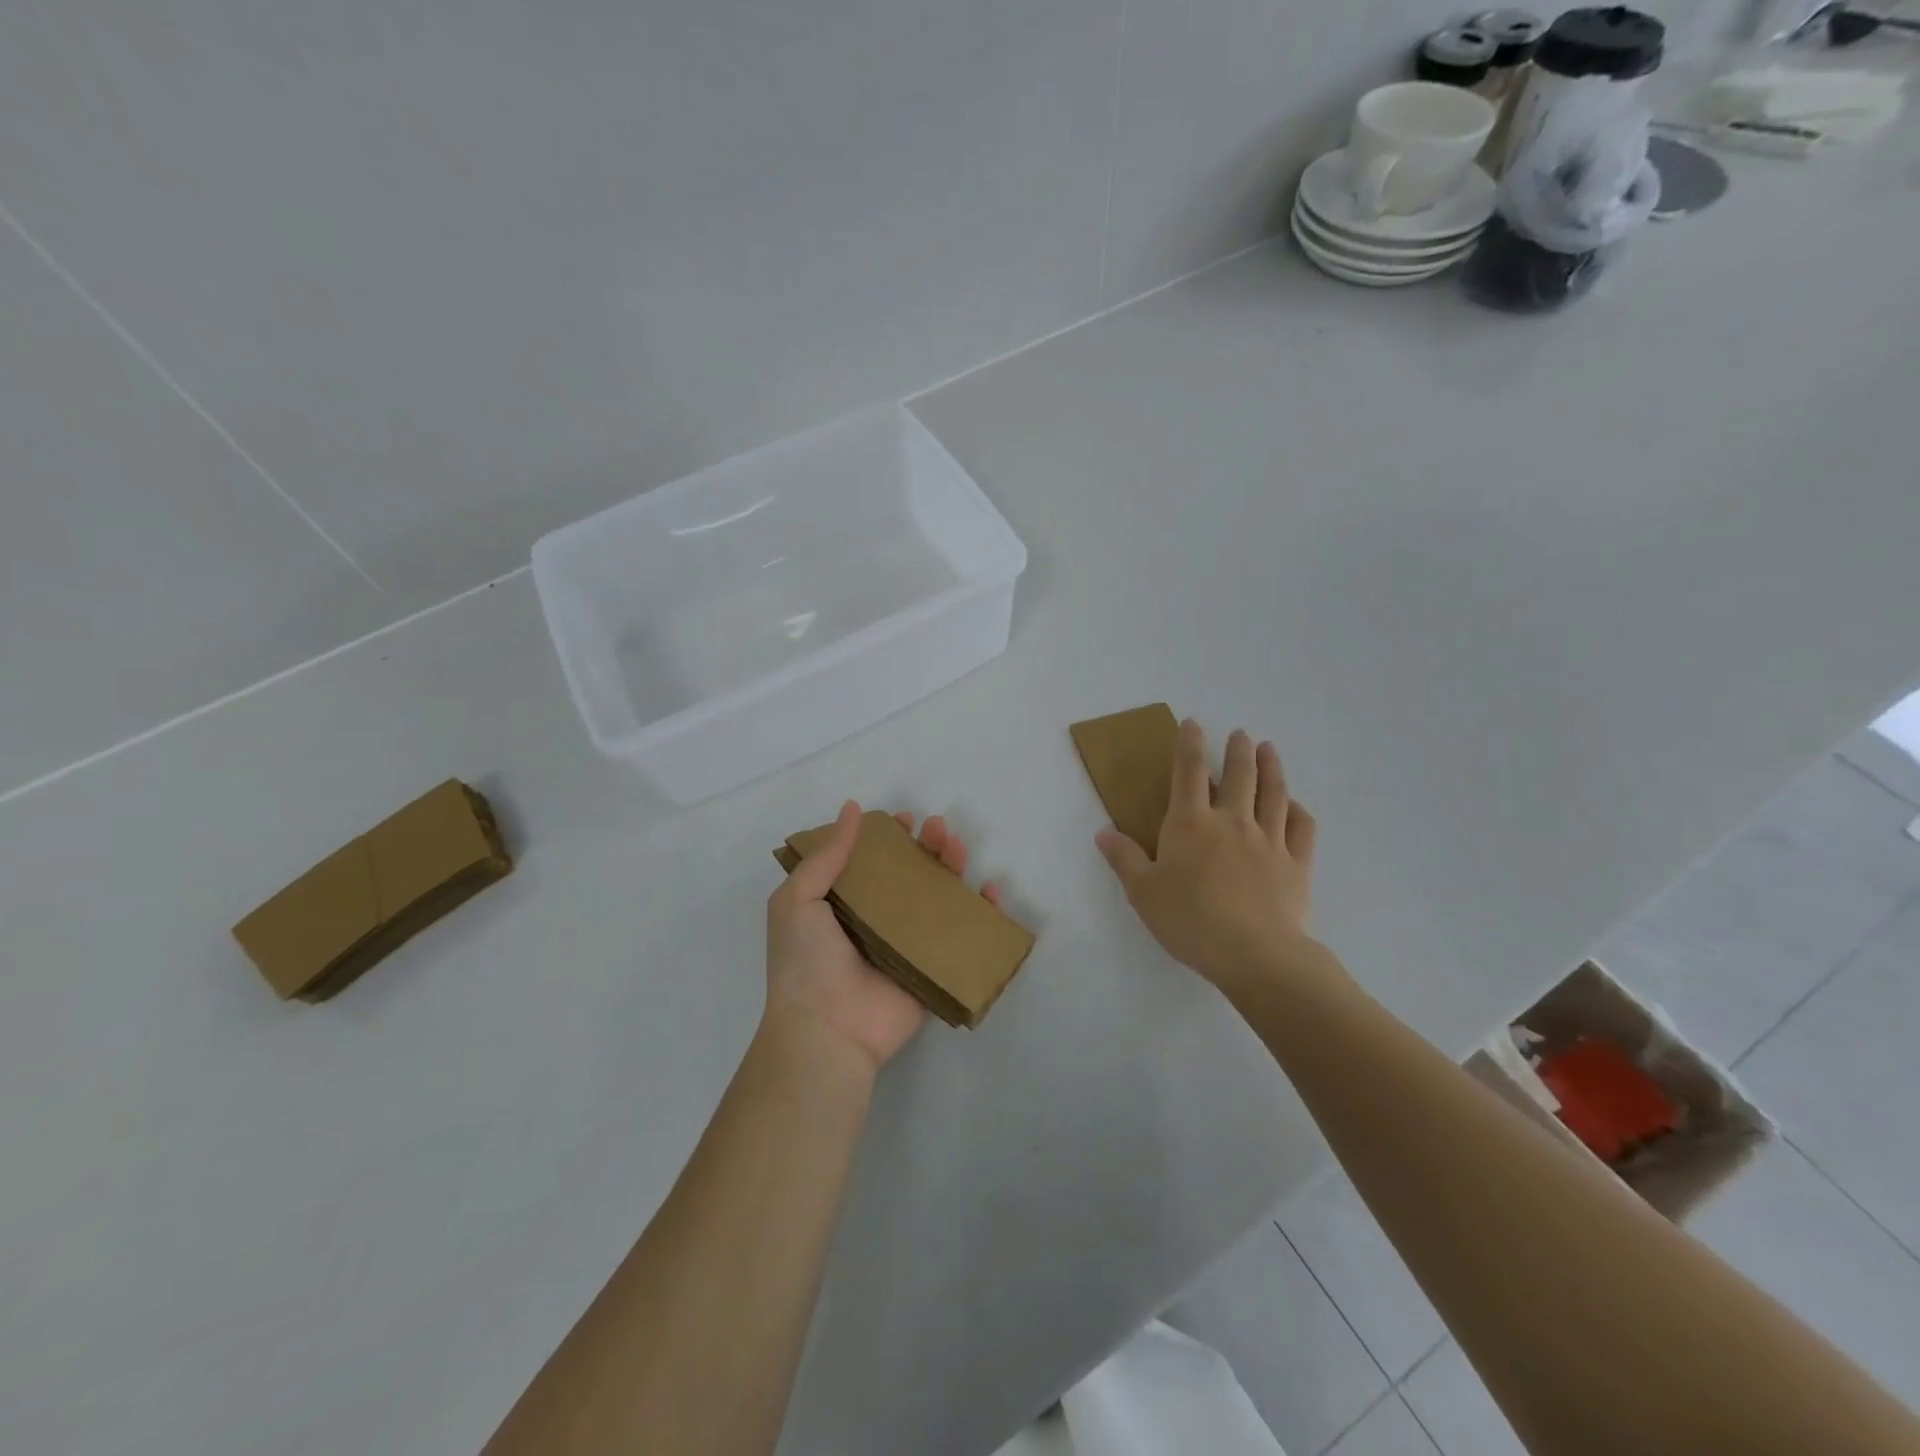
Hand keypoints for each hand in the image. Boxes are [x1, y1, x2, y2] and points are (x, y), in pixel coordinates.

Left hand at [766, 800, 1002, 1070]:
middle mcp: (876, 920)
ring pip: (938, 898)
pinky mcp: (932, 968)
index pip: (871, 861)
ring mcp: (907, 944)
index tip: (902, 819)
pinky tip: (989, 891)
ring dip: (952, 868)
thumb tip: (852, 808)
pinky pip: (962, 936)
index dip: (888, 837)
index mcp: (842, 904)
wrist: (828, 1030)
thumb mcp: (798, 900)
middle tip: (937, 828)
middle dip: (926, 846)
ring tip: (957, 847)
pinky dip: (981, 913)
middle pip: (910, 874)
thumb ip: (826, 855)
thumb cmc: (806, 962)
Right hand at [1095, 721, 1320, 996]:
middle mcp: (1232, 821)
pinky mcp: (1296, 863)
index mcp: (1190, 824)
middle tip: (1240, 734)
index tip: (1193, 724)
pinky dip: (1298, 810)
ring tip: (1269, 749)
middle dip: (1237, 750)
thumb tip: (1103, 832)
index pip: (1188, 772)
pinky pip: (1301, 828)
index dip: (1189, 744)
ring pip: (1273, 793)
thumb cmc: (1190, 920)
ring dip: (1271, 767)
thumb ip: (1124, 859)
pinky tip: (1294, 805)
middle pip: (1238, 775)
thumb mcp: (1143, 892)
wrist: (1254, 954)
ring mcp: (1269, 840)